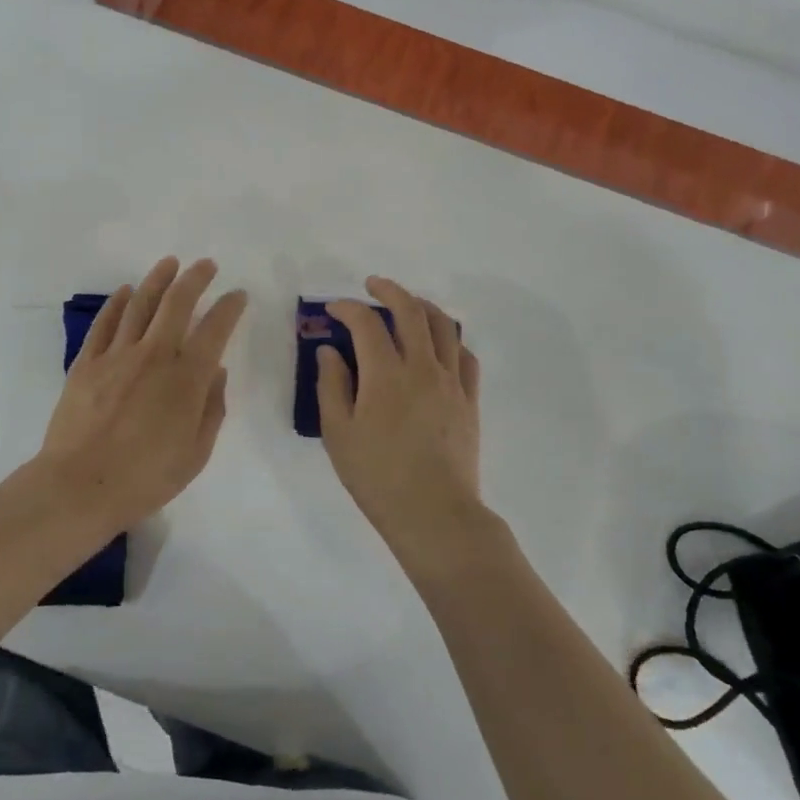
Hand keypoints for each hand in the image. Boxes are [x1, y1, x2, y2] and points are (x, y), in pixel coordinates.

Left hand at [39, 256, 247, 528]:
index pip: (215, 329)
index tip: (238, 295)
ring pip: (140, 304)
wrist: (80, 486)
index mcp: (186, 378)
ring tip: (169, 263)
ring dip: (157, 279)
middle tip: (206, 265)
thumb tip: (217, 373)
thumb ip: (211, 409)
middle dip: (195, 278)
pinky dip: (117, 303)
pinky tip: (126, 292)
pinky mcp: (87, 363)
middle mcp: (154, 355)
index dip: (230, 307)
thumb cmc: (145, 478)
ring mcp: (116, 355)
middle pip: (177, 303)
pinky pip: (105, 323)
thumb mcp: (195, 454)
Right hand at [318, 277, 488, 563]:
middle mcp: (423, 367)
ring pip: (445, 326)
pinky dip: (450, 340)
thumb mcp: (338, 434)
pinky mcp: (469, 400)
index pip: (366, 323)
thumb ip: (332, 386)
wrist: (434, 513)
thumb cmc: (377, 476)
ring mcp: (452, 382)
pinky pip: (465, 355)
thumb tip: (330, 351)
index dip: (347, 308)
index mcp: (386, 374)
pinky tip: (439, 346)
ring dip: (423, 307)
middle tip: (372, 286)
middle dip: (389, 290)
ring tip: (407, 305)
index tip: (334, 309)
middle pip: (411, 311)